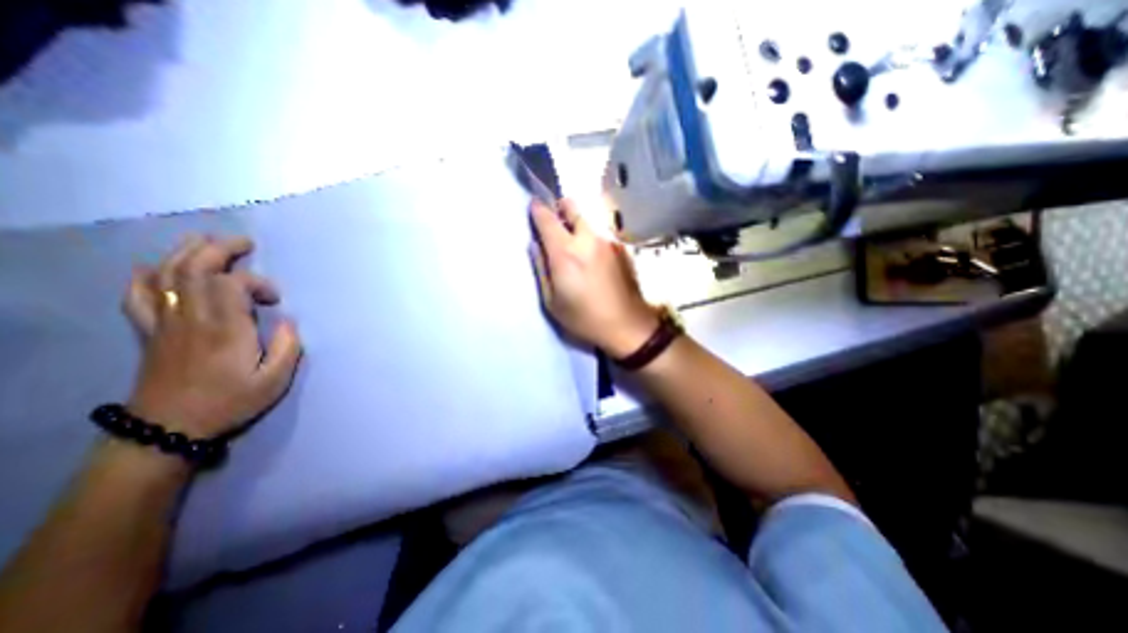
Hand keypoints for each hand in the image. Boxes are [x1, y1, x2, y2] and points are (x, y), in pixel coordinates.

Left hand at [122, 234, 300, 437]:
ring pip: (165, 275)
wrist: (169, 427)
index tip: (275, 299)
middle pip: (194, 269)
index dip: (256, 282)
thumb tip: (289, 322)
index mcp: (225, 329)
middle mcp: (191, 318)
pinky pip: (138, 296)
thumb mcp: (274, 380)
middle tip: (244, 242)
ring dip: (185, 253)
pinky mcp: (150, 331)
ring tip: (206, 241)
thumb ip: (288, 347)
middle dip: (219, 249)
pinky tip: (154, 268)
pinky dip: (144, 277)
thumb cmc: (230, 402)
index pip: (231, 284)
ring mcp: (165, 323)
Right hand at [531, 200, 663, 357]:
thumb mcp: (552, 301)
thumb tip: (534, 245)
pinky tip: (594, 259)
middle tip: (555, 224)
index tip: (533, 207)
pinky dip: (592, 238)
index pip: (547, 217)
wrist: (627, 325)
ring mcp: (608, 241)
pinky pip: (601, 234)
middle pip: (572, 206)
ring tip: (575, 246)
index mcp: (565, 252)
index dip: (537, 209)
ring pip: (588, 220)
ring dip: (577, 225)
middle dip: (559, 209)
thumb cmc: (584, 318)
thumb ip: (540, 269)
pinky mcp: (621, 248)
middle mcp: (588, 238)